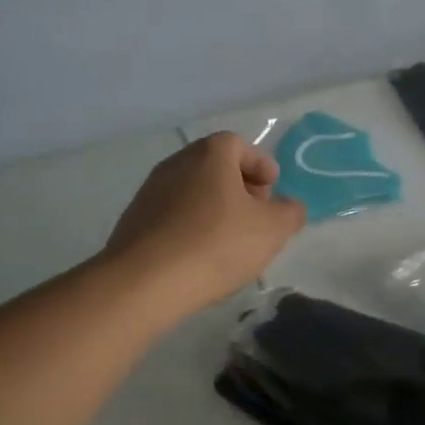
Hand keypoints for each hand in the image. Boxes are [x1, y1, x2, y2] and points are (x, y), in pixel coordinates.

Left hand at [105, 132, 306, 315]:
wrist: (145, 280)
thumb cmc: (216, 244)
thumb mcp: (271, 230)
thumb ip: (290, 213)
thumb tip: (290, 207)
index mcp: (210, 154)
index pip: (239, 144)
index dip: (260, 165)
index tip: (272, 190)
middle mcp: (177, 162)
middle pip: (214, 165)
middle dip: (238, 186)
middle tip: (254, 214)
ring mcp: (150, 190)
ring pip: (192, 190)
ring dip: (213, 207)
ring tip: (229, 240)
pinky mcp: (134, 220)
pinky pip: (172, 214)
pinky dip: (190, 225)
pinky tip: (199, 255)